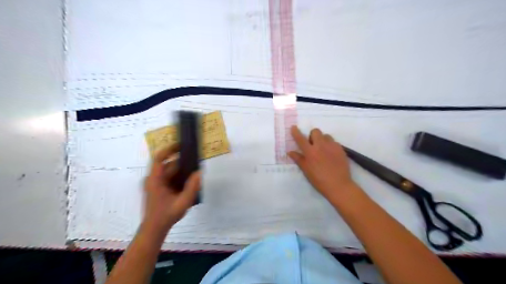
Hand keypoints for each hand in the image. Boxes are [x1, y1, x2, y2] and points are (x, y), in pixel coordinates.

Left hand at [143, 146, 200, 233]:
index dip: (169, 149)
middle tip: (196, 161)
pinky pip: (170, 178)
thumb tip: (199, 172)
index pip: (159, 158)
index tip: (181, 145)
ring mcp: (156, 183)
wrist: (155, 229)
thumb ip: (192, 187)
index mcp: (155, 180)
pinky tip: (189, 182)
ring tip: (195, 172)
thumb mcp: (182, 202)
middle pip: (168, 165)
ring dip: (182, 171)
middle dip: (182, 163)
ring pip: (170, 171)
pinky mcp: (159, 188)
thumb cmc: (166, 215)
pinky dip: (179, 177)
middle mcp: (153, 179)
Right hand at [291, 126, 357, 201]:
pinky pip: (334, 142)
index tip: (294, 127)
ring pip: (326, 136)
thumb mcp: (306, 170)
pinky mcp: (341, 149)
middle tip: (312, 145)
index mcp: (310, 152)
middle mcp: (321, 146)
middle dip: (312, 136)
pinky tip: (331, 155)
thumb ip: (298, 159)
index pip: (301, 139)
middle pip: (315, 131)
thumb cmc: (319, 180)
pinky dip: (330, 145)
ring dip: (322, 140)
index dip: (296, 132)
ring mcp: (332, 146)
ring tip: (323, 150)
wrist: (339, 185)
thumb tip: (290, 152)